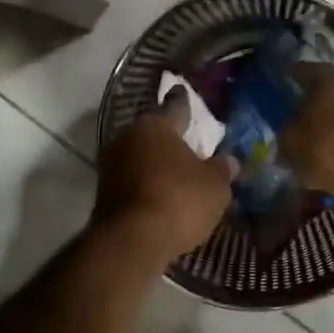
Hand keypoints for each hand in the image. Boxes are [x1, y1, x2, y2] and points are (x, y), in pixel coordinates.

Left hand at [93, 88, 237, 267]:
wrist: (131, 242)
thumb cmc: (179, 201)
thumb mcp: (214, 186)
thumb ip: (222, 169)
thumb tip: (229, 160)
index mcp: (155, 125)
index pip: (174, 106)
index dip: (182, 101)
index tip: (181, 90)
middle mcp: (128, 137)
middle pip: (153, 133)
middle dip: (168, 138)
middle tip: (187, 141)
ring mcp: (111, 165)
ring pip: (140, 157)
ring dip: (155, 164)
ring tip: (176, 173)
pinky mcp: (103, 193)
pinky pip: (132, 181)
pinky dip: (146, 185)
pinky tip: (161, 196)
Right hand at [281, 65, 333, 216]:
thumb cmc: (333, 148)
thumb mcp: (294, 144)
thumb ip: (286, 136)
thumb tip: (287, 135)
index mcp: (328, 78)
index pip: (303, 70)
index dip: (290, 78)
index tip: (281, 84)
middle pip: (328, 91)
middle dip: (314, 104)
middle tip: (296, 119)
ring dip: (333, 125)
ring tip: (316, 145)